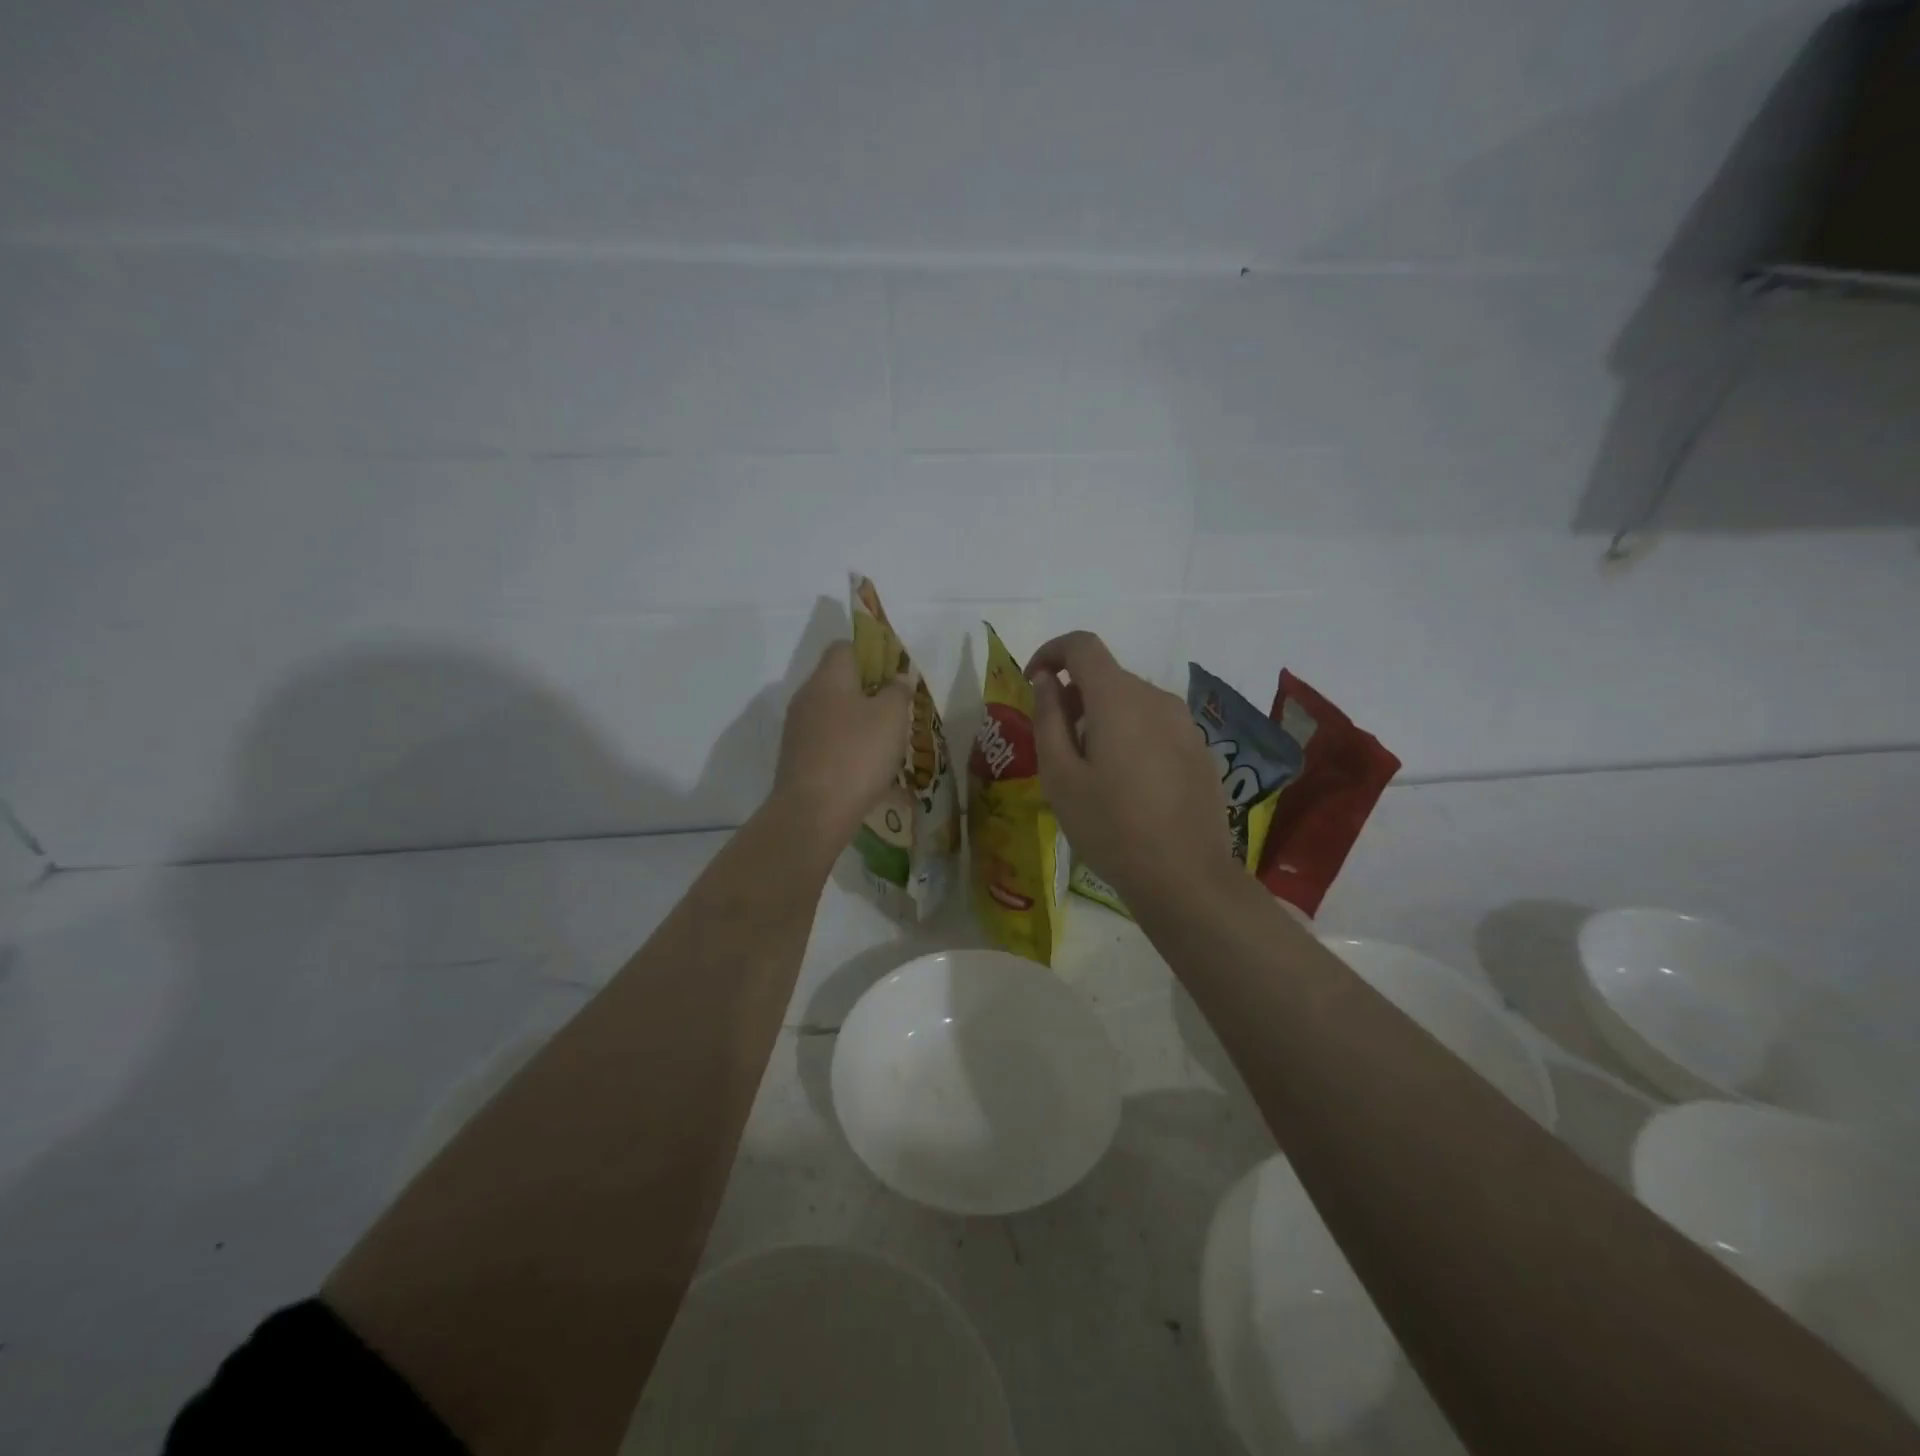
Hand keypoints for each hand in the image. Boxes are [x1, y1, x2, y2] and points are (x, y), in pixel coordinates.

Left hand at [773, 641, 913, 848]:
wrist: (813, 812)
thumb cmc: (857, 754)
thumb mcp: (892, 716)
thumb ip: (898, 690)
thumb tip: (897, 677)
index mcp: (828, 677)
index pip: (845, 646)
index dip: (872, 653)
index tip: (895, 672)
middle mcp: (806, 696)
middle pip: (838, 680)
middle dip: (868, 690)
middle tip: (897, 709)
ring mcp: (797, 729)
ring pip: (832, 712)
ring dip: (857, 721)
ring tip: (886, 741)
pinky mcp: (796, 758)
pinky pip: (826, 740)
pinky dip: (845, 746)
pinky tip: (865, 766)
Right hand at [1026, 631, 1235, 908]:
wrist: (1186, 876)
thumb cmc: (1110, 827)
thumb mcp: (1060, 777)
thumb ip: (1049, 719)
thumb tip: (1045, 681)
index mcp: (1118, 698)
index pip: (1082, 645)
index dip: (1051, 651)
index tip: (1032, 680)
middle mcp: (1156, 698)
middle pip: (1107, 675)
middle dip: (1074, 694)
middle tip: (1056, 742)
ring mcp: (1184, 723)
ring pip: (1132, 701)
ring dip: (1102, 716)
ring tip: (1090, 769)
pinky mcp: (1199, 748)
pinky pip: (1154, 725)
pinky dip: (1130, 734)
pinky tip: (1127, 784)